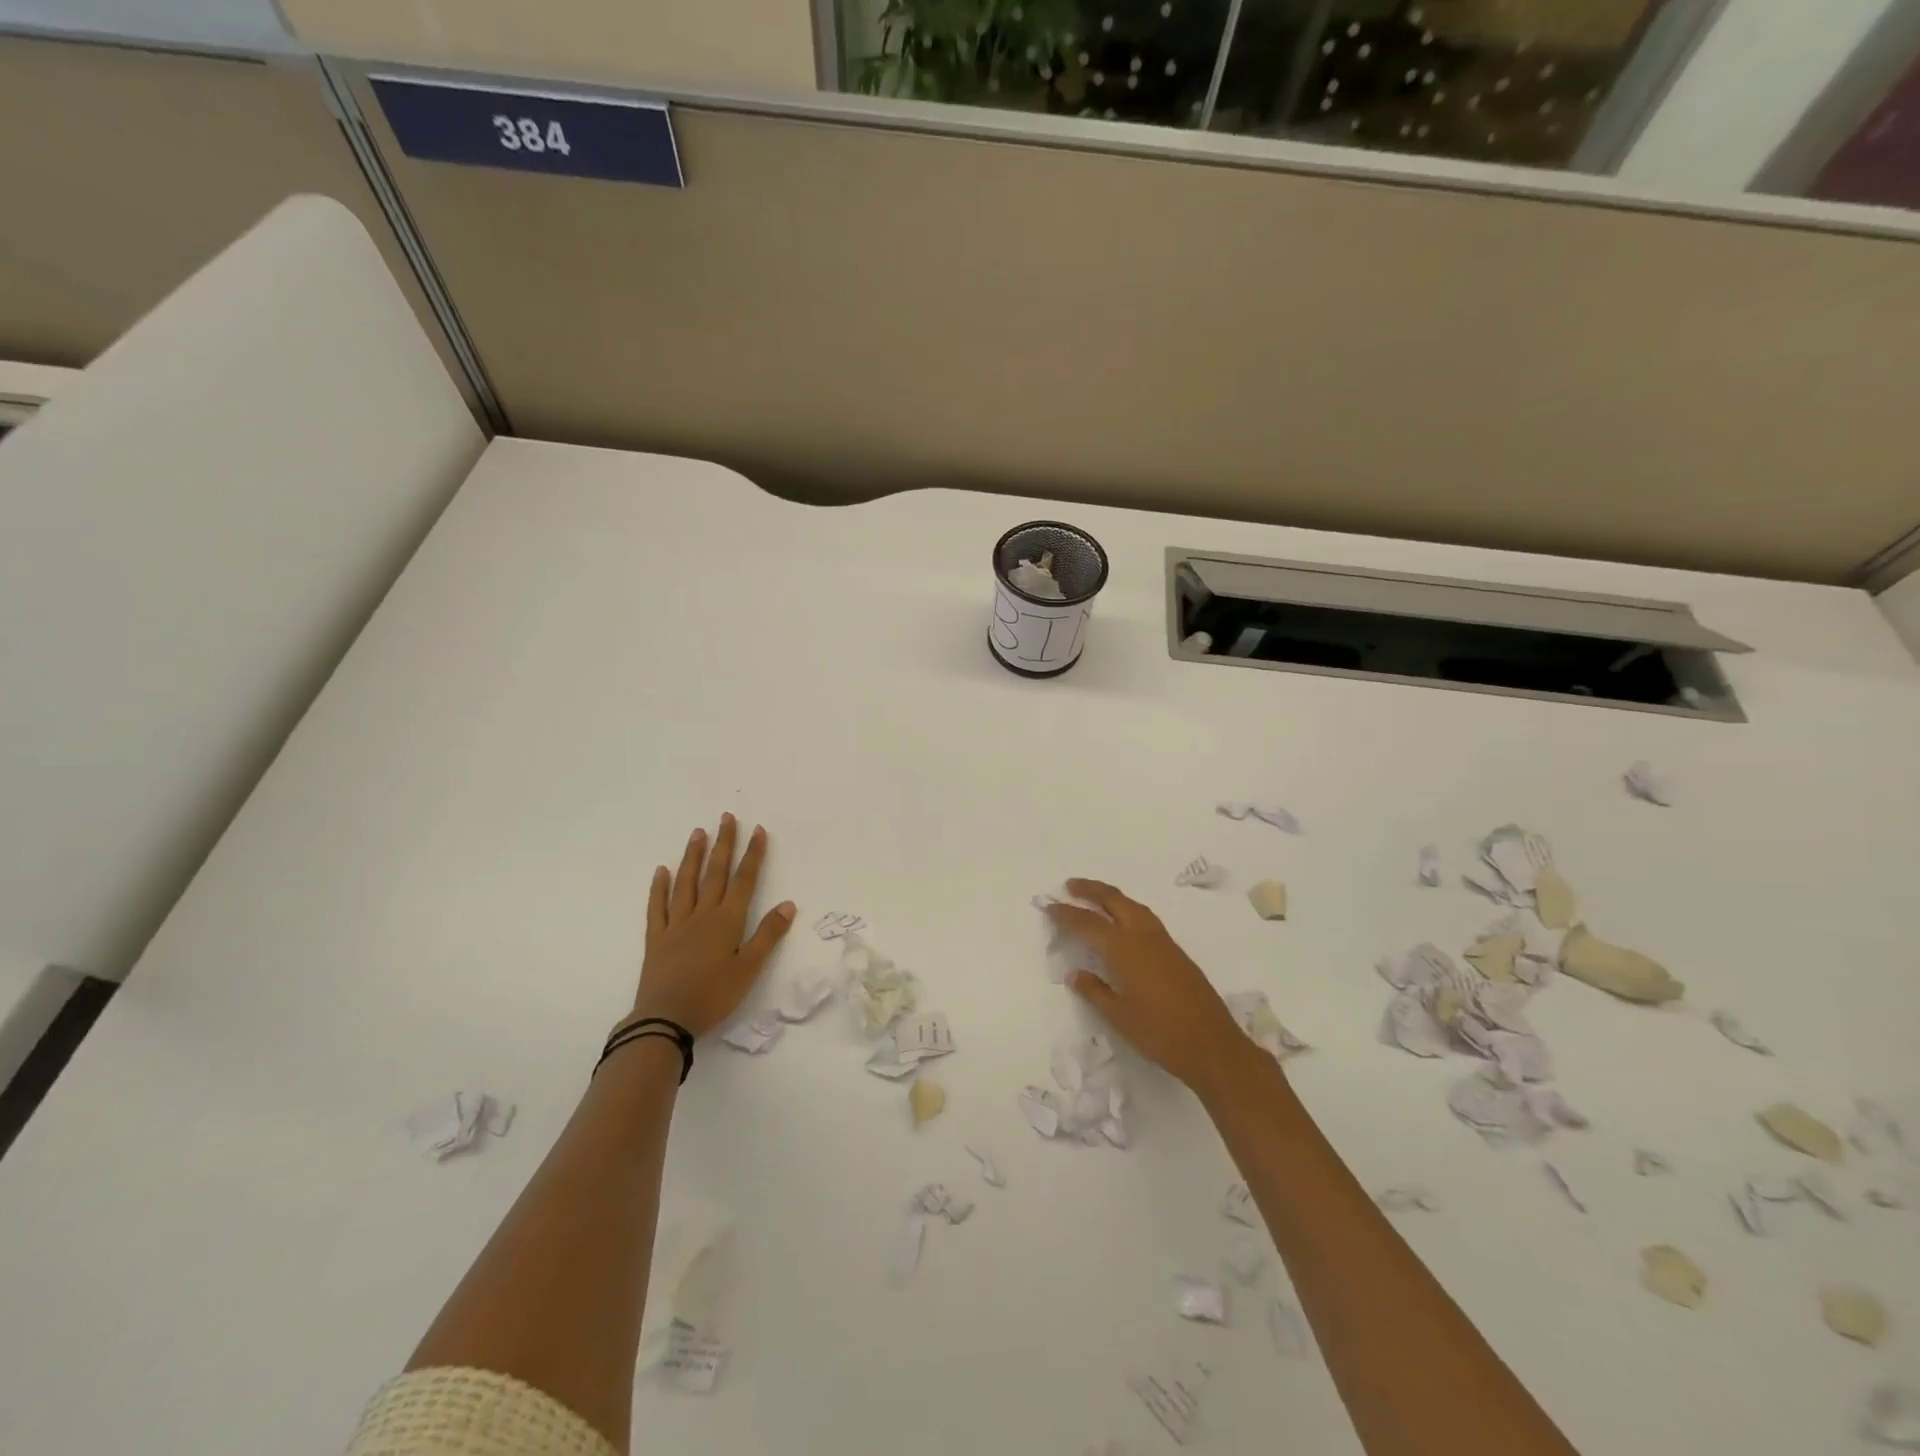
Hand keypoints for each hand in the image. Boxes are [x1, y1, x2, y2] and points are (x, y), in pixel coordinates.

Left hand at [628, 815, 795, 1038]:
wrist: (665, 1020)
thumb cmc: (713, 996)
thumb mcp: (749, 969)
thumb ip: (768, 935)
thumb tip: (788, 904)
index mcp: (727, 921)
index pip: (744, 880)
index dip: (752, 855)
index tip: (757, 830)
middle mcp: (702, 915)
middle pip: (715, 873)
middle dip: (723, 844)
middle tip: (726, 817)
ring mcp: (676, 925)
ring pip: (686, 883)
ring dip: (693, 856)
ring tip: (697, 833)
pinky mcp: (656, 939)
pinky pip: (657, 907)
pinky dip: (659, 887)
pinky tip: (662, 871)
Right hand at [1046, 878, 1254, 1096]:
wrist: (1213, 1046)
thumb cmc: (1160, 1034)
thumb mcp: (1119, 1017)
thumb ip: (1095, 991)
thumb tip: (1075, 974)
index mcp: (1125, 950)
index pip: (1088, 923)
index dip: (1066, 914)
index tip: (1049, 906)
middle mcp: (1143, 937)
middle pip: (1114, 901)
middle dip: (1091, 890)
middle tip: (1070, 886)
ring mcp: (1163, 942)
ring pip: (1133, 906)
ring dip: (1111, 897)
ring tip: (1094, 896)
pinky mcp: (1176, 952)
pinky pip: (1146, 918)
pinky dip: (1128, 909)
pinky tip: (1123, 921)